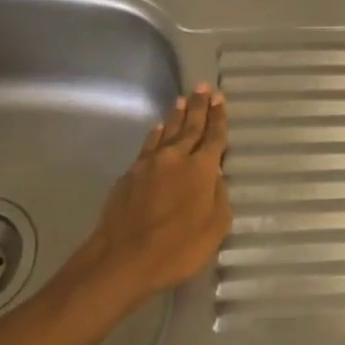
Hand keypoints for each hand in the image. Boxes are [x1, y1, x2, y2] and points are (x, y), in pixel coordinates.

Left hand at [64, 85, 231, 312]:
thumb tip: (215, 177)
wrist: (123, 258)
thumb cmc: (178, 248)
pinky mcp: (130, 174)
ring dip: (177, 116)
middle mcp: (176, 158)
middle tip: (203, 86)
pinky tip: (157, 129)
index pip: (214, 137)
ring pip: (167, 132)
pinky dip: (156, 134)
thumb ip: (219, 197)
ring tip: (182, 100)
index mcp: (202, 169)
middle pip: (190, 126)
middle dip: (199, 106)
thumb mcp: (215, 228)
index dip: (219, 118)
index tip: (220, 99)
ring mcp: (149, 164)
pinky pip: (148, 145)